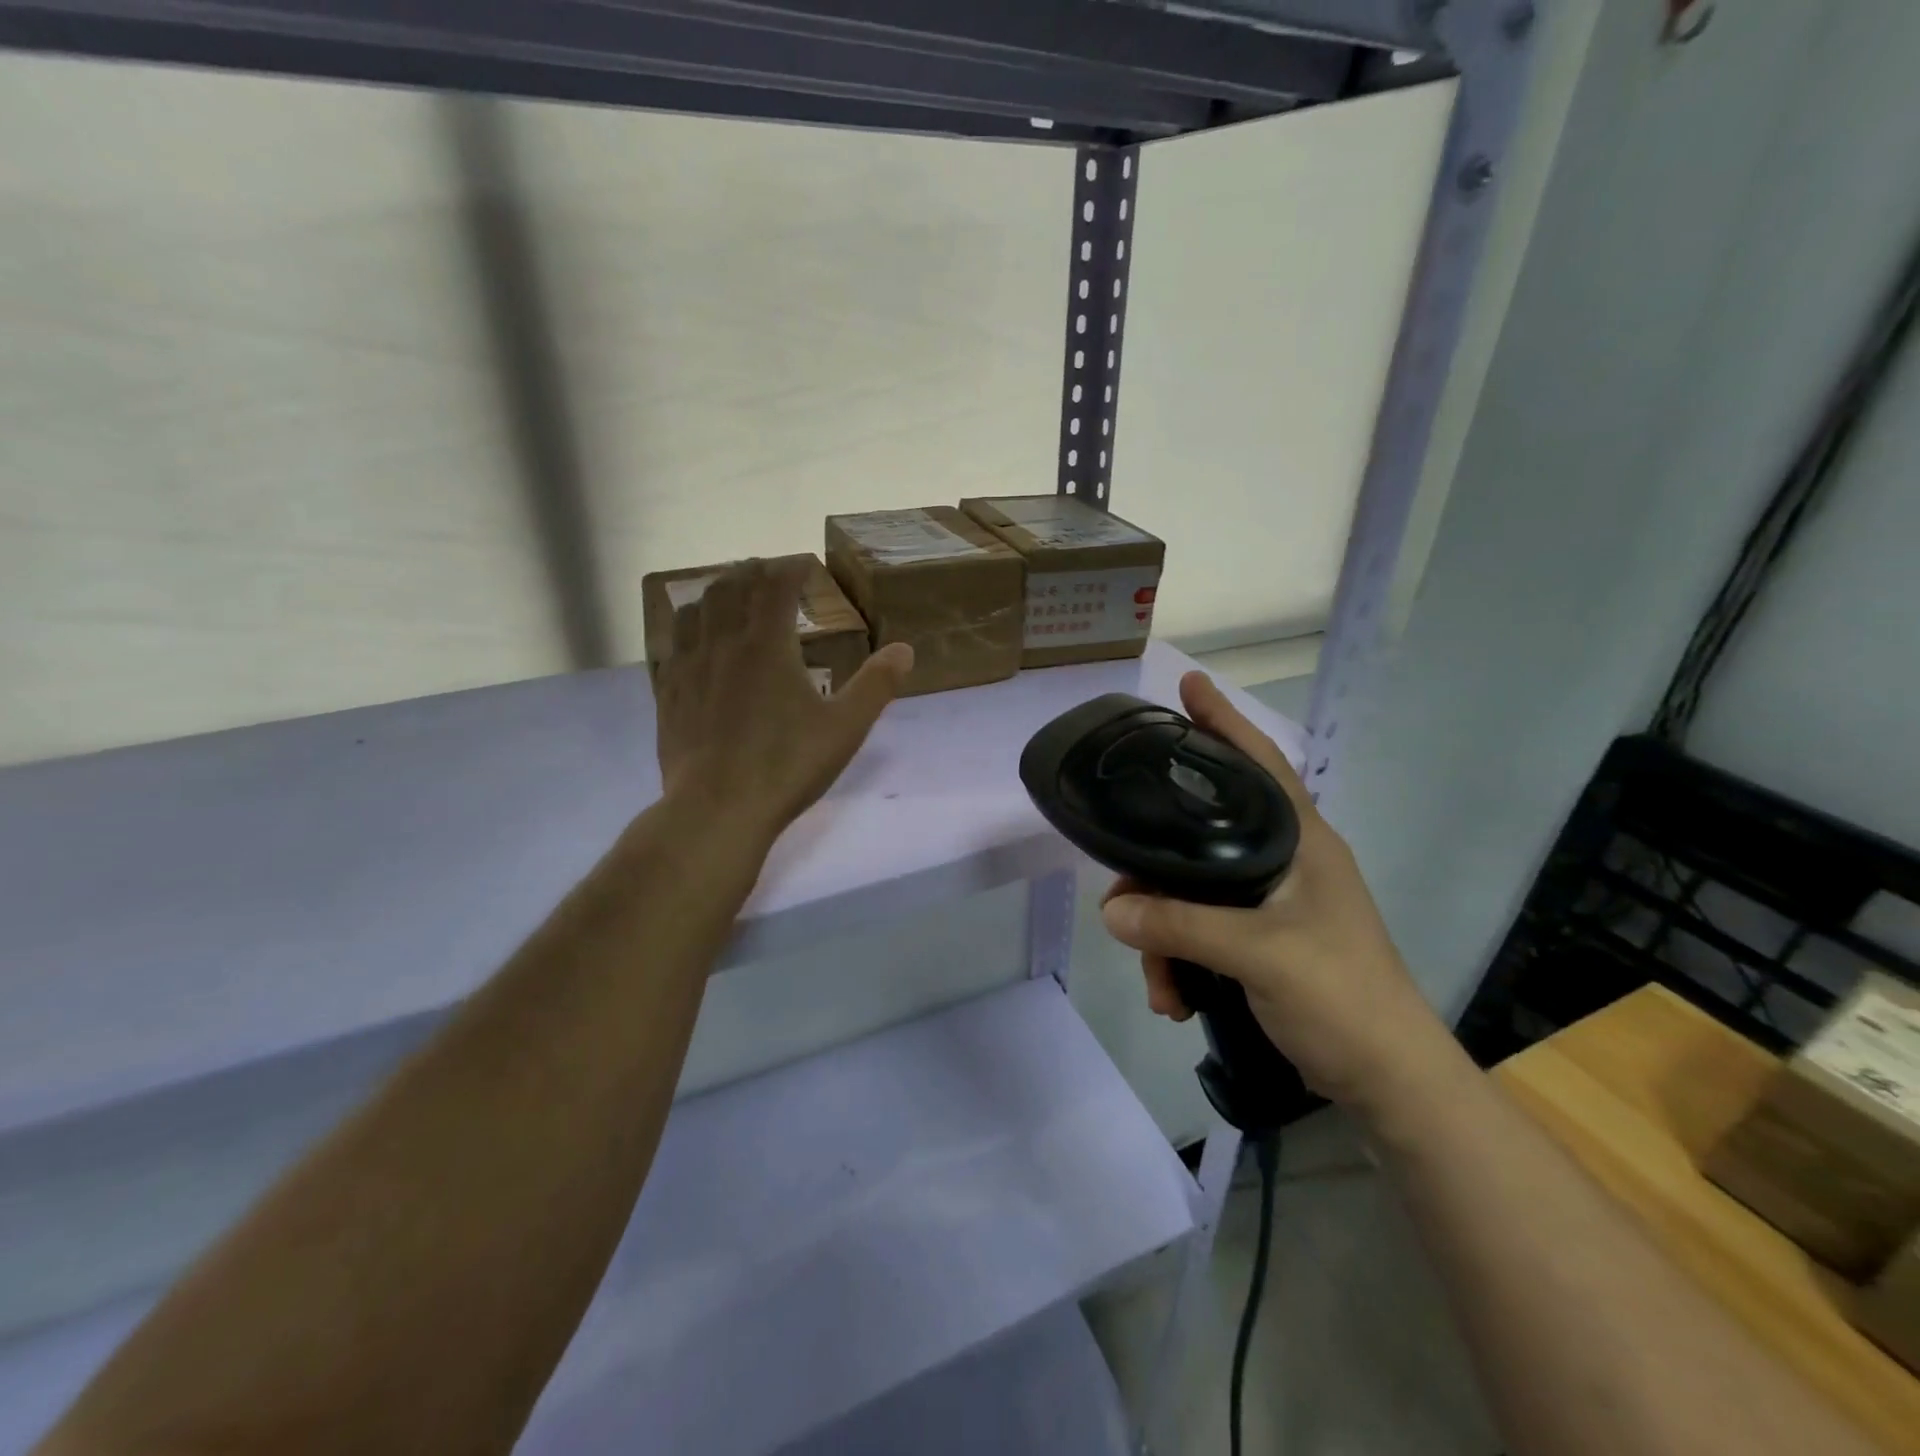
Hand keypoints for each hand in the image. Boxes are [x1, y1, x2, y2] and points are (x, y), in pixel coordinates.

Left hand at [655, 559, 913, 849]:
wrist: (718, 808)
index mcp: (767, 645)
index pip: (776, 587)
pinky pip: (672, 643)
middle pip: (732, 588)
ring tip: (728, 594)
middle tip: (766, 572)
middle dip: (751, 572)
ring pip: (696, 610)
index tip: (803, 566)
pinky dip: (686, 626)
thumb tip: (905, 650)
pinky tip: (691, 638)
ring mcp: (689, 667)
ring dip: (715, 592)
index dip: (791, 569)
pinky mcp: (669, 693)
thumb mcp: (845, 727)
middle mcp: (724, 644)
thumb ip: (876, 685)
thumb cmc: (787, 766)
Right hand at [1100, 671, 1459, 1119]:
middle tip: (1121, 893)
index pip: (1258, 761)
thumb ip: (1181, 925)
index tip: (1186, 686)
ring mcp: (1270, 902)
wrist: (1389, 1081)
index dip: (1222, 721)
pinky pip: (1200, 931)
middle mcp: (1282, 860)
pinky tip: (1174, 997)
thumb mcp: (1259, 955)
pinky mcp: (1260, 940)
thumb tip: (1111, 909)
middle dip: (1155, 870)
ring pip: (1191, 891)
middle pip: (1200, 836)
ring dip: (1163, 935)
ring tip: (1160, 984)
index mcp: (1299, 841)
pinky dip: (1180, 960)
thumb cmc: (1341, 997)